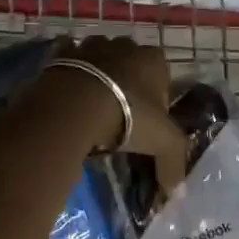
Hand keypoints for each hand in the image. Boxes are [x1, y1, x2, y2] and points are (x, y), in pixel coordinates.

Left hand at [52, 36, 189, 194]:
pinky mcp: (62, 53)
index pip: (162, 77)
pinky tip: (69, 95)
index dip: (157, 100)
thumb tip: (176, 192)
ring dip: (98, 76)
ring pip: (100, 59)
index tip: (147, 124)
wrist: (75, 105)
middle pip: (131, 65)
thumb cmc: (128, 116)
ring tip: (91, 106)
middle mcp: (125, 45)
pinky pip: (68, 60)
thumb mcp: (163, 143)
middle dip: (128, 85)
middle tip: (119, 116)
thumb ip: (174, 164)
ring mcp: (92, 45)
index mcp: (154, 59)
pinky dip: (70, 73)